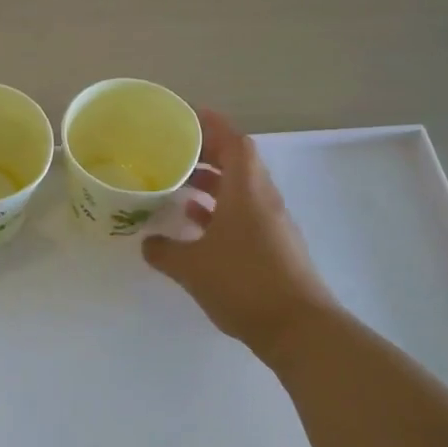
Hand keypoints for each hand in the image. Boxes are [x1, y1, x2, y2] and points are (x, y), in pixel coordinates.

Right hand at [142, 109, 341, 356]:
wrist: (299, 329)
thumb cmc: (244, 284)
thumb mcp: (192, 267)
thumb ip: (165, 251)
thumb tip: (148, 243)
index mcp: (247, 192)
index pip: (234, 142)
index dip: (212, 124)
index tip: (187, 116)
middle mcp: (263, 200)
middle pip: (238, 162)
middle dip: (207, 152)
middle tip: (173, 151)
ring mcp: (271, 224)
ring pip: (240, 189)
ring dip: (212, 182)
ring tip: (178, 183)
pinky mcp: (273, 247)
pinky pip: (243, 213)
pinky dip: (220, 209)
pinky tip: (195, 222)